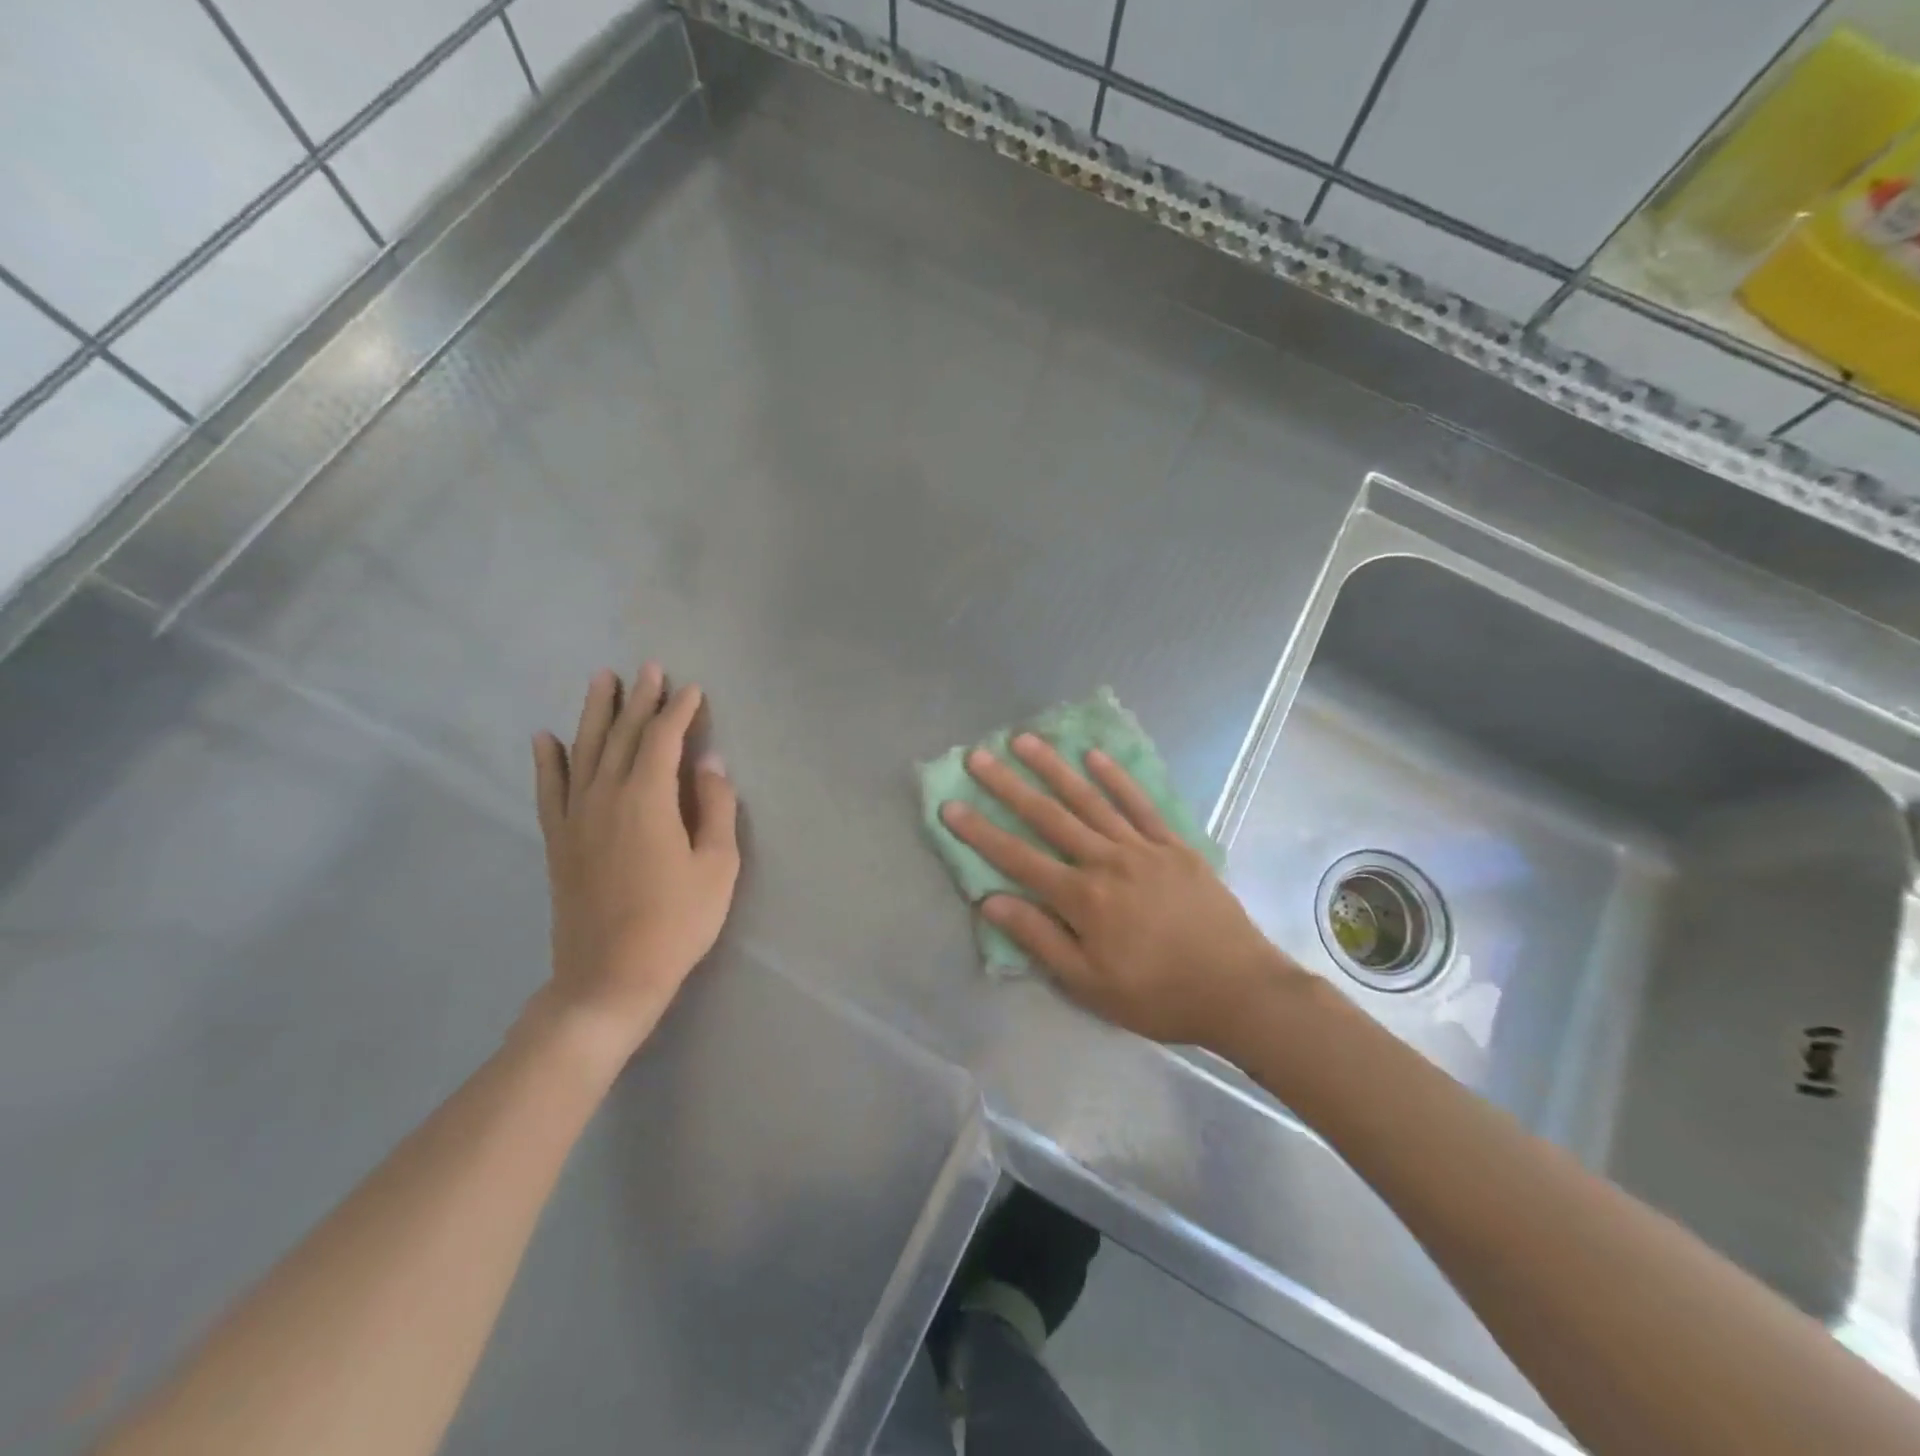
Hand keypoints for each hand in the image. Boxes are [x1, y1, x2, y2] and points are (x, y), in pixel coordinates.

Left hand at [531, 665, 739, 1065]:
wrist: (609, 977)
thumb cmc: (676, 922)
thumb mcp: (717, 866)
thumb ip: (714, 808)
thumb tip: (709, 763)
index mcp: (647, 799)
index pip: (662, 740)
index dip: (678, 711)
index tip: (692, 689)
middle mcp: (605, 796)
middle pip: (621, 736)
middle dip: (638, 700)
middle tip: (648, 668)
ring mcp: (575, 818)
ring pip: (582, 751)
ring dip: (593, 713)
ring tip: (601, 679)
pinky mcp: (558, 841)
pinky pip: (549, 789)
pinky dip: (547, 761)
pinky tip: (544, 738)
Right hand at [941, 734, 1299, 1047]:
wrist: (1238, 989)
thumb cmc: (1157, 995)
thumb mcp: (1089, 983)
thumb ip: (1039, 939)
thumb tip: (991, 901)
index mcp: (1082, 898)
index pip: (1018, 858)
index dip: (981, 832)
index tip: (951, 805)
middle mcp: (1106, 861)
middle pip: (1049, 816)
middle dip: (1009, 785)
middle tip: (979, 756)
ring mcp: (1142, 848)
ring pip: (1090, 800)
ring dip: (1055, 768)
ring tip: (1026, 740)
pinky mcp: (1173, 845)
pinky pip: (1140, 804)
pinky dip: (1116, 778)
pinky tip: (1095, 756)